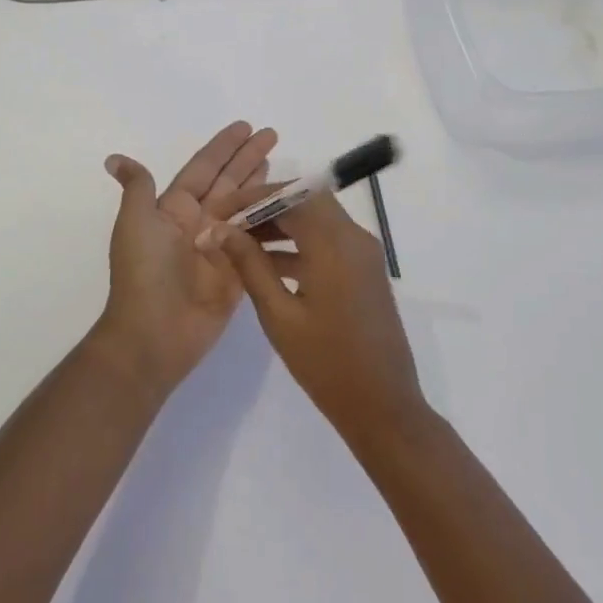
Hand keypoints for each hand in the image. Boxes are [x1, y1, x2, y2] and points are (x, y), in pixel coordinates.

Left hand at [94, 121, 277, 397]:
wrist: (154, 334)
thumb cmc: (144, 273)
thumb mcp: (136, 224)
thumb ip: (138, 188)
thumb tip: (114, 159)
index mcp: (175, 208)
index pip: (204, 168)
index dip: (224, 147)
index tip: (246, 126)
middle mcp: (201, 222)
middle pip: (230, 182)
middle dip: (250, 158)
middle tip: (273, 135)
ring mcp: (222, 247)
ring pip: (249, 208)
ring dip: (266, 187)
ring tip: (288, 169)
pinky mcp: (239, 271)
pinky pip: (260, 242)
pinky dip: (276, 226)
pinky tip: (295, 211)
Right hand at [200, 190, 428, 446]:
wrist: (383, 407)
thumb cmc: (327, 364)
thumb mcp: (279, 315)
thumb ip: (249, 265)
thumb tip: (219, 231)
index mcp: (335, 243)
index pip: (291, 195)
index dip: (253, 197)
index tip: (221, 209)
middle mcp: (354, 237)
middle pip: (307, 199)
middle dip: (267, 205)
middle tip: (231, 222)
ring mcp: (364, 253)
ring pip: (318, 218)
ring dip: (282, 223)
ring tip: (240, 242)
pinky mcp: (365, 270)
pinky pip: (329, 240)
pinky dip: (300, 242)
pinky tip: (267, 264)